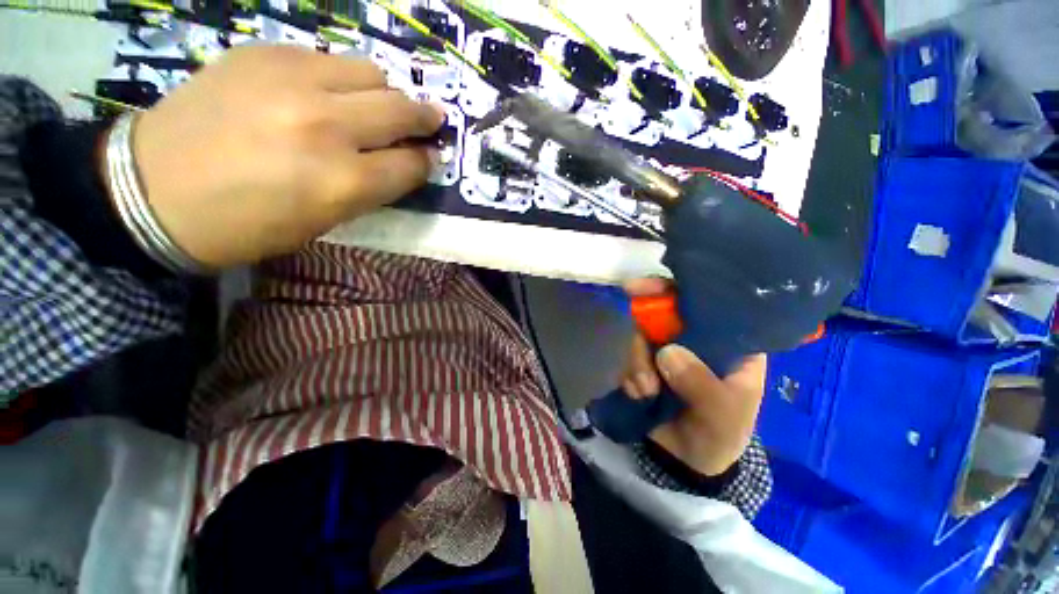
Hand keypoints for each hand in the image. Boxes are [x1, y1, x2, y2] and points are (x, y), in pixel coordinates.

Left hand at [121, 45, 444, 268]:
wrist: (152, 189)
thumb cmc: (247, 224)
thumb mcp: (323, 222)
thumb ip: (371, 189)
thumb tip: (403, 164)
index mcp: (344, 181)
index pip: (412, 164)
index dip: (427, 161)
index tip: (431, 157)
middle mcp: (327, 126)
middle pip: (402, 109)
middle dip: (425, 118)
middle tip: (431, 121)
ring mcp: (293, 81)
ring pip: (372, 73)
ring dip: (386, 92)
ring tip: (378, 105)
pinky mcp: (264, 54)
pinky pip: (327, 59)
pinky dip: (342, 78)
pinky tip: (329, 93)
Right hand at [621, 278, 765, 475]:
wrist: (686, 464)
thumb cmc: (720, 437)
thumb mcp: (722, 416)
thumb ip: (702, 386)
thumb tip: (667, 352)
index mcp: (728, 344)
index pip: (707, 304)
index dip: (678, 290)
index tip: (647, 287)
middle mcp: (695, 340)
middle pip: (664, 312)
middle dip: (646, 320)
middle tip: (634, 322)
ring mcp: (666, 351)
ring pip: (642, 335)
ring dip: (637, 360)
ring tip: (646, 391)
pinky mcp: (645, 364)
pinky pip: (629, 357)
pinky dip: (630, 374)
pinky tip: (639, 396)